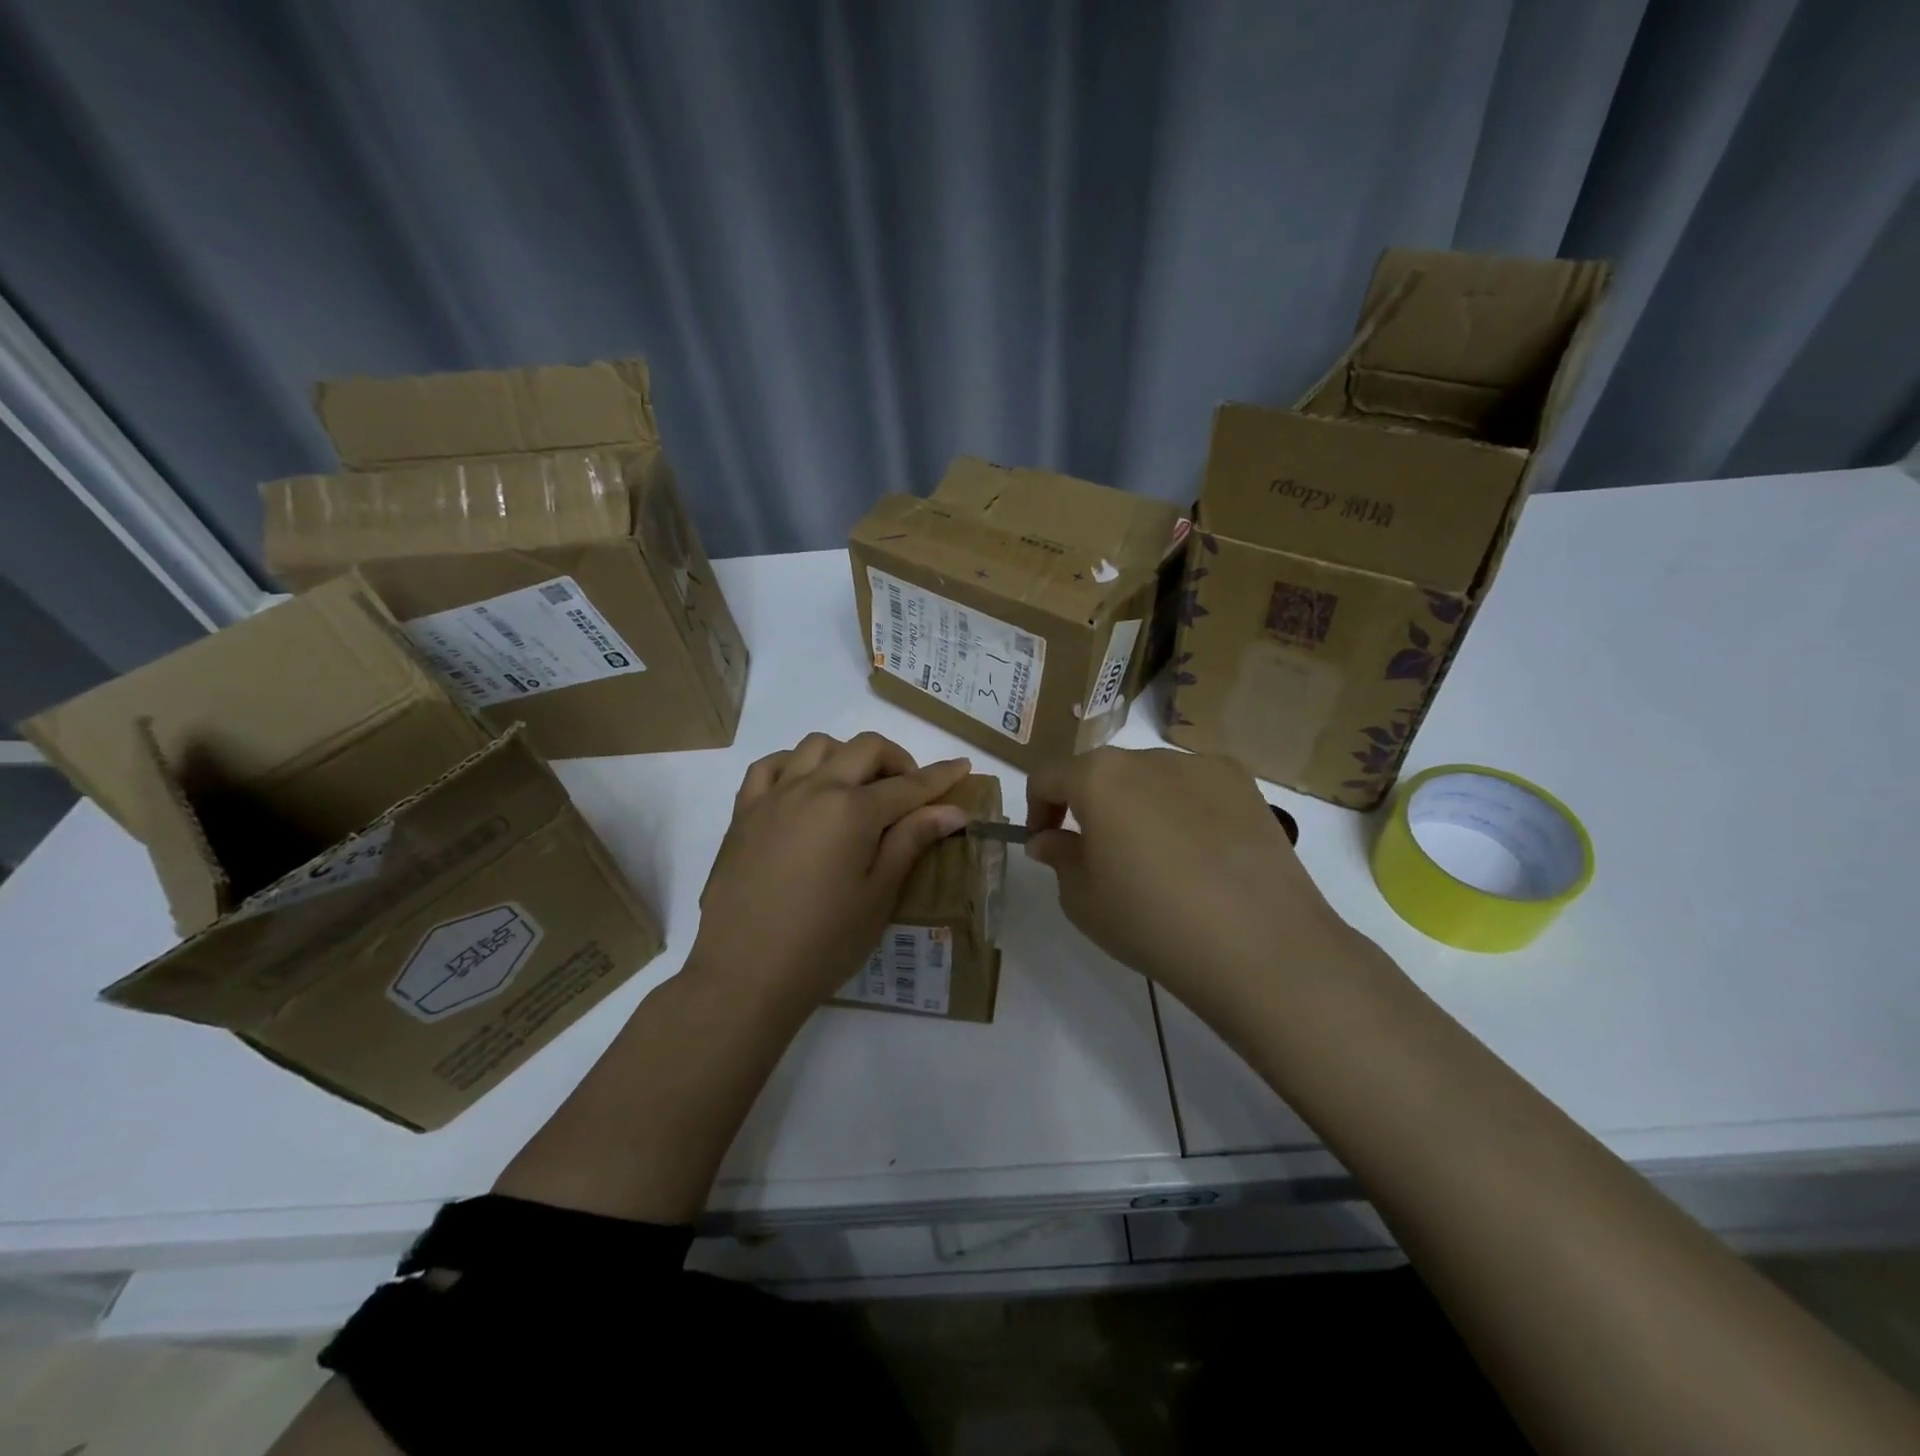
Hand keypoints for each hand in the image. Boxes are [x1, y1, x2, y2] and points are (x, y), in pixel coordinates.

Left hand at [693, 732, 972, 1012]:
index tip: (962, 766)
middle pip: (865, 749)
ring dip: (847, 756)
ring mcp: (774, 796)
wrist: (744, 974)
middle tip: (910, 790)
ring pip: (817, 746)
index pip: (909, 785)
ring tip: (857, 788)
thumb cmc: (823, 942)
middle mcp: (814, 788)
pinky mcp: (744, 813)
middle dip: (897, 760)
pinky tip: (804, 788)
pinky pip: (770, 766)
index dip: (940, 776)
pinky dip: (795, 764)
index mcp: (853, 810)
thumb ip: (911, 841)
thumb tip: (951, 809)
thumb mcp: (878, 895)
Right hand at [1025, 748, 1357, 1023]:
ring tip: (1157, 858)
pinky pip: (1194, 788)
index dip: (1037, 809)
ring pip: (1150, 778)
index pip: (1049, 776)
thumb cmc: (1153, 923)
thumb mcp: (1083, 900)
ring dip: (1137, 806)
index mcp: (1099, 778)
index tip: (1045, 843)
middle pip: (1102, 773)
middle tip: (1099, 855)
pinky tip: (1200, 854)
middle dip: (1089, 806)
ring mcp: (1201, 766)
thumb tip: (1049, 839)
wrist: (1260, 947)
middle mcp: (1148, 757)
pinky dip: (1183, 809)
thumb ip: (1059, 857)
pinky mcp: (1243, 784)